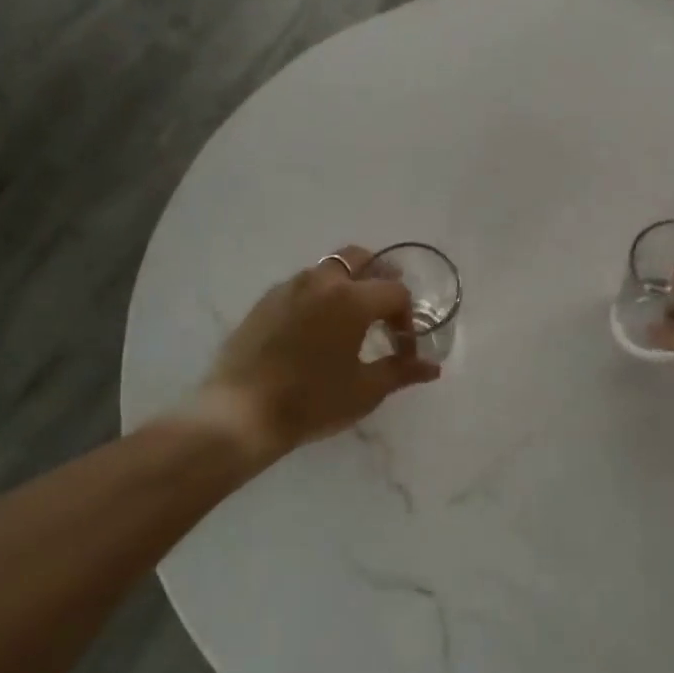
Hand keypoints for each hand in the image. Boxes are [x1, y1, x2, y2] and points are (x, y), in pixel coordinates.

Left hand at [194, 247, 440, 460]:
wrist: (241, 414)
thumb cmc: (312, 401)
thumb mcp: (365, 390)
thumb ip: (401, 371)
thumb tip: (432, 367)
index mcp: (351, 298)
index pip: (395, 292)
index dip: (407, 319)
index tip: (403, 349)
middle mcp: (321, 281)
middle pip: (360, 258)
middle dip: (380, 277)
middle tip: (387, 309)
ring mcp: (288, 288)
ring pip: (328, 268)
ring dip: (349, 283)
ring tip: (353, 318)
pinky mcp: (265, 302)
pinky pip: (302, 284)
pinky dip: (320, 294)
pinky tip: (317, 328)